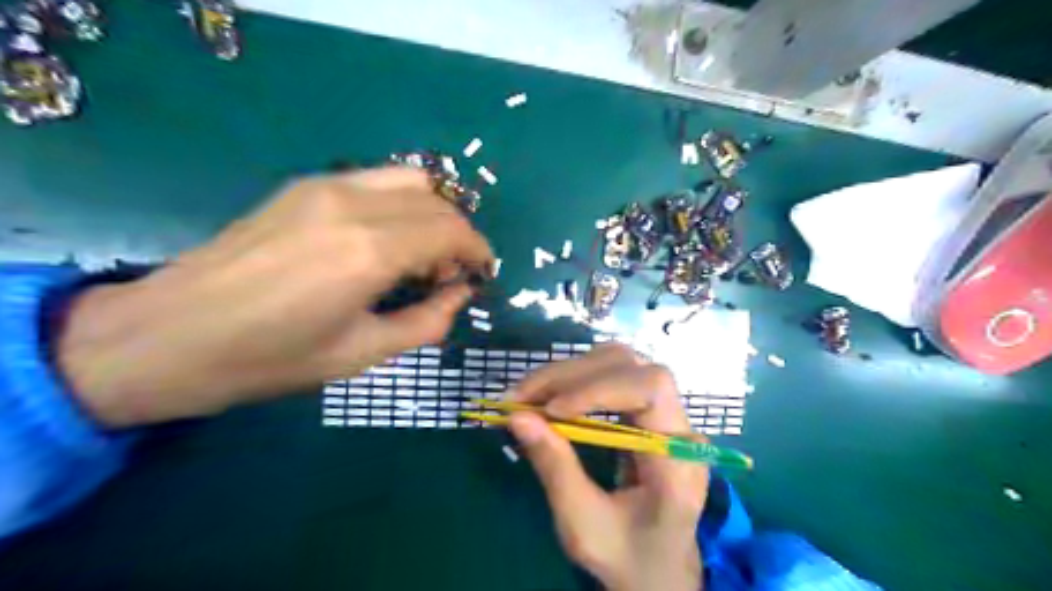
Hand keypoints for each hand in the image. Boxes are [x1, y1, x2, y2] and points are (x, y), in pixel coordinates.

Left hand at [57, 169, 495, 426]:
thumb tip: (461, 295)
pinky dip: (400, 203)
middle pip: (436, 201)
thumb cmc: (271, 358)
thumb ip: (426, 322)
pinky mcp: (303, 186)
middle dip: (458, 235)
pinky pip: (376, 180)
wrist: (170, 335)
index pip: (451, 231)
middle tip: (449, 274)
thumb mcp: (362, 353)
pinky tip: (384, 239)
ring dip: (431, 213)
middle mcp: (354, 206)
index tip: (482, 274)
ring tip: (421, 254)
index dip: (477, 251)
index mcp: (370, 253)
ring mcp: (325, 188)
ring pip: (410, 180)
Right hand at [507, 347, 705, 589]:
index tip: (551, 410)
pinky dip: (573, 380)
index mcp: (679, 459)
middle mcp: (679, 424)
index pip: (651, 389)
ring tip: (528, 394)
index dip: (599, 388)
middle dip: (570, 376)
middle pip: (630, 367)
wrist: (658, 569)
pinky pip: (611, 375)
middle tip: (519, 398)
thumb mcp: (584, 525)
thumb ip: (555, 468)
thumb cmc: (628, 556)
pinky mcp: (646, 410)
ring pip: (619, 363)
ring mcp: (665, 413)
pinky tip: (548, 395)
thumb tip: (518, 417)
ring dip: (568, 373)